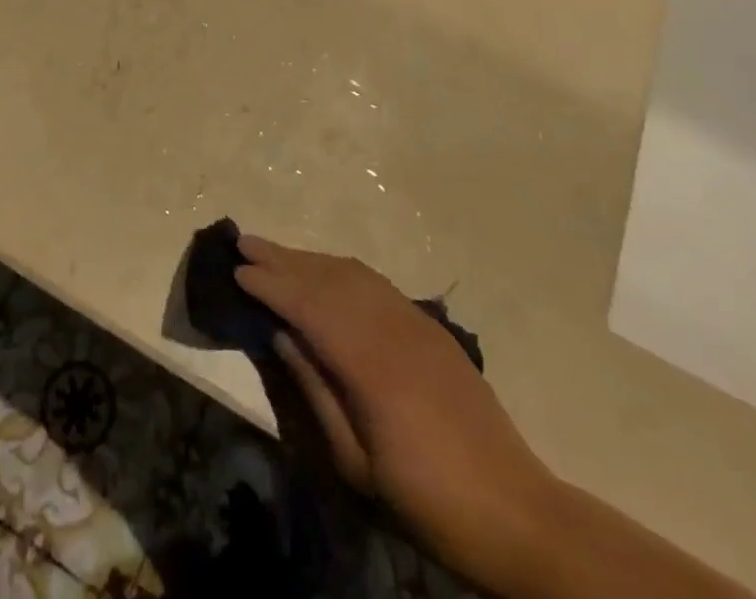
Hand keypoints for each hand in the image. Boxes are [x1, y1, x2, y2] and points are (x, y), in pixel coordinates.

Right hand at [237, 236, 556, 587]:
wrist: (518, 512)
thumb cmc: (428, 500)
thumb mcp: (358, 464)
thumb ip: (316, 391)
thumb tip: (282, 334)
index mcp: (372, 365)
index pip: (309, 307)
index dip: (271, 286)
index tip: (238, 272)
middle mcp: (393, 328)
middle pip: (328, 279)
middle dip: (283, 259)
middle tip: (244, 243)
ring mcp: (416, 322)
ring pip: (351, 274)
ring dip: (309, 259)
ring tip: (275, 252)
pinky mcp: (430, 327)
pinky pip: (376, 282)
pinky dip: (340, 269)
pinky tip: (324, 270)